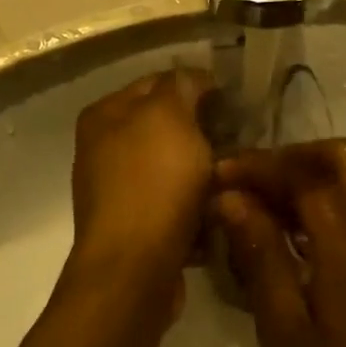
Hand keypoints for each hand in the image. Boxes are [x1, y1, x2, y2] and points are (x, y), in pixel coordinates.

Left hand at [70, 68, 215, 294]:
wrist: (135, 267)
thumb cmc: (153, 182)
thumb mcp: (169, 115)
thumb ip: (181, 85)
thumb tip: (194, 79)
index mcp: (105, 115)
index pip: (158, 82)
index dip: (198, 87)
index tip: (236, 104)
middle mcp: (104, 149)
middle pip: (167, 129)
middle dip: (205, 135)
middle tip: (241, 142)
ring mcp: (118, 191)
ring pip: (176, 170)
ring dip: (206, 174)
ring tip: (234, 180)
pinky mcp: (136, 228)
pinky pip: (176, 207)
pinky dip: (197, 209)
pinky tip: (218, 213)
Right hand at [213, 140, 345, 346]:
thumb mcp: (284, 331)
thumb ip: (261, 256)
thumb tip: (232, 199)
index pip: (308, 173)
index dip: (260, 166)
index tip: (217, 177)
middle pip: (344, 160)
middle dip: (291, 160)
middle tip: (246, 186)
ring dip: (307, 183)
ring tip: (257, 212)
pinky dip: (324, 211)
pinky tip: (289, 247)